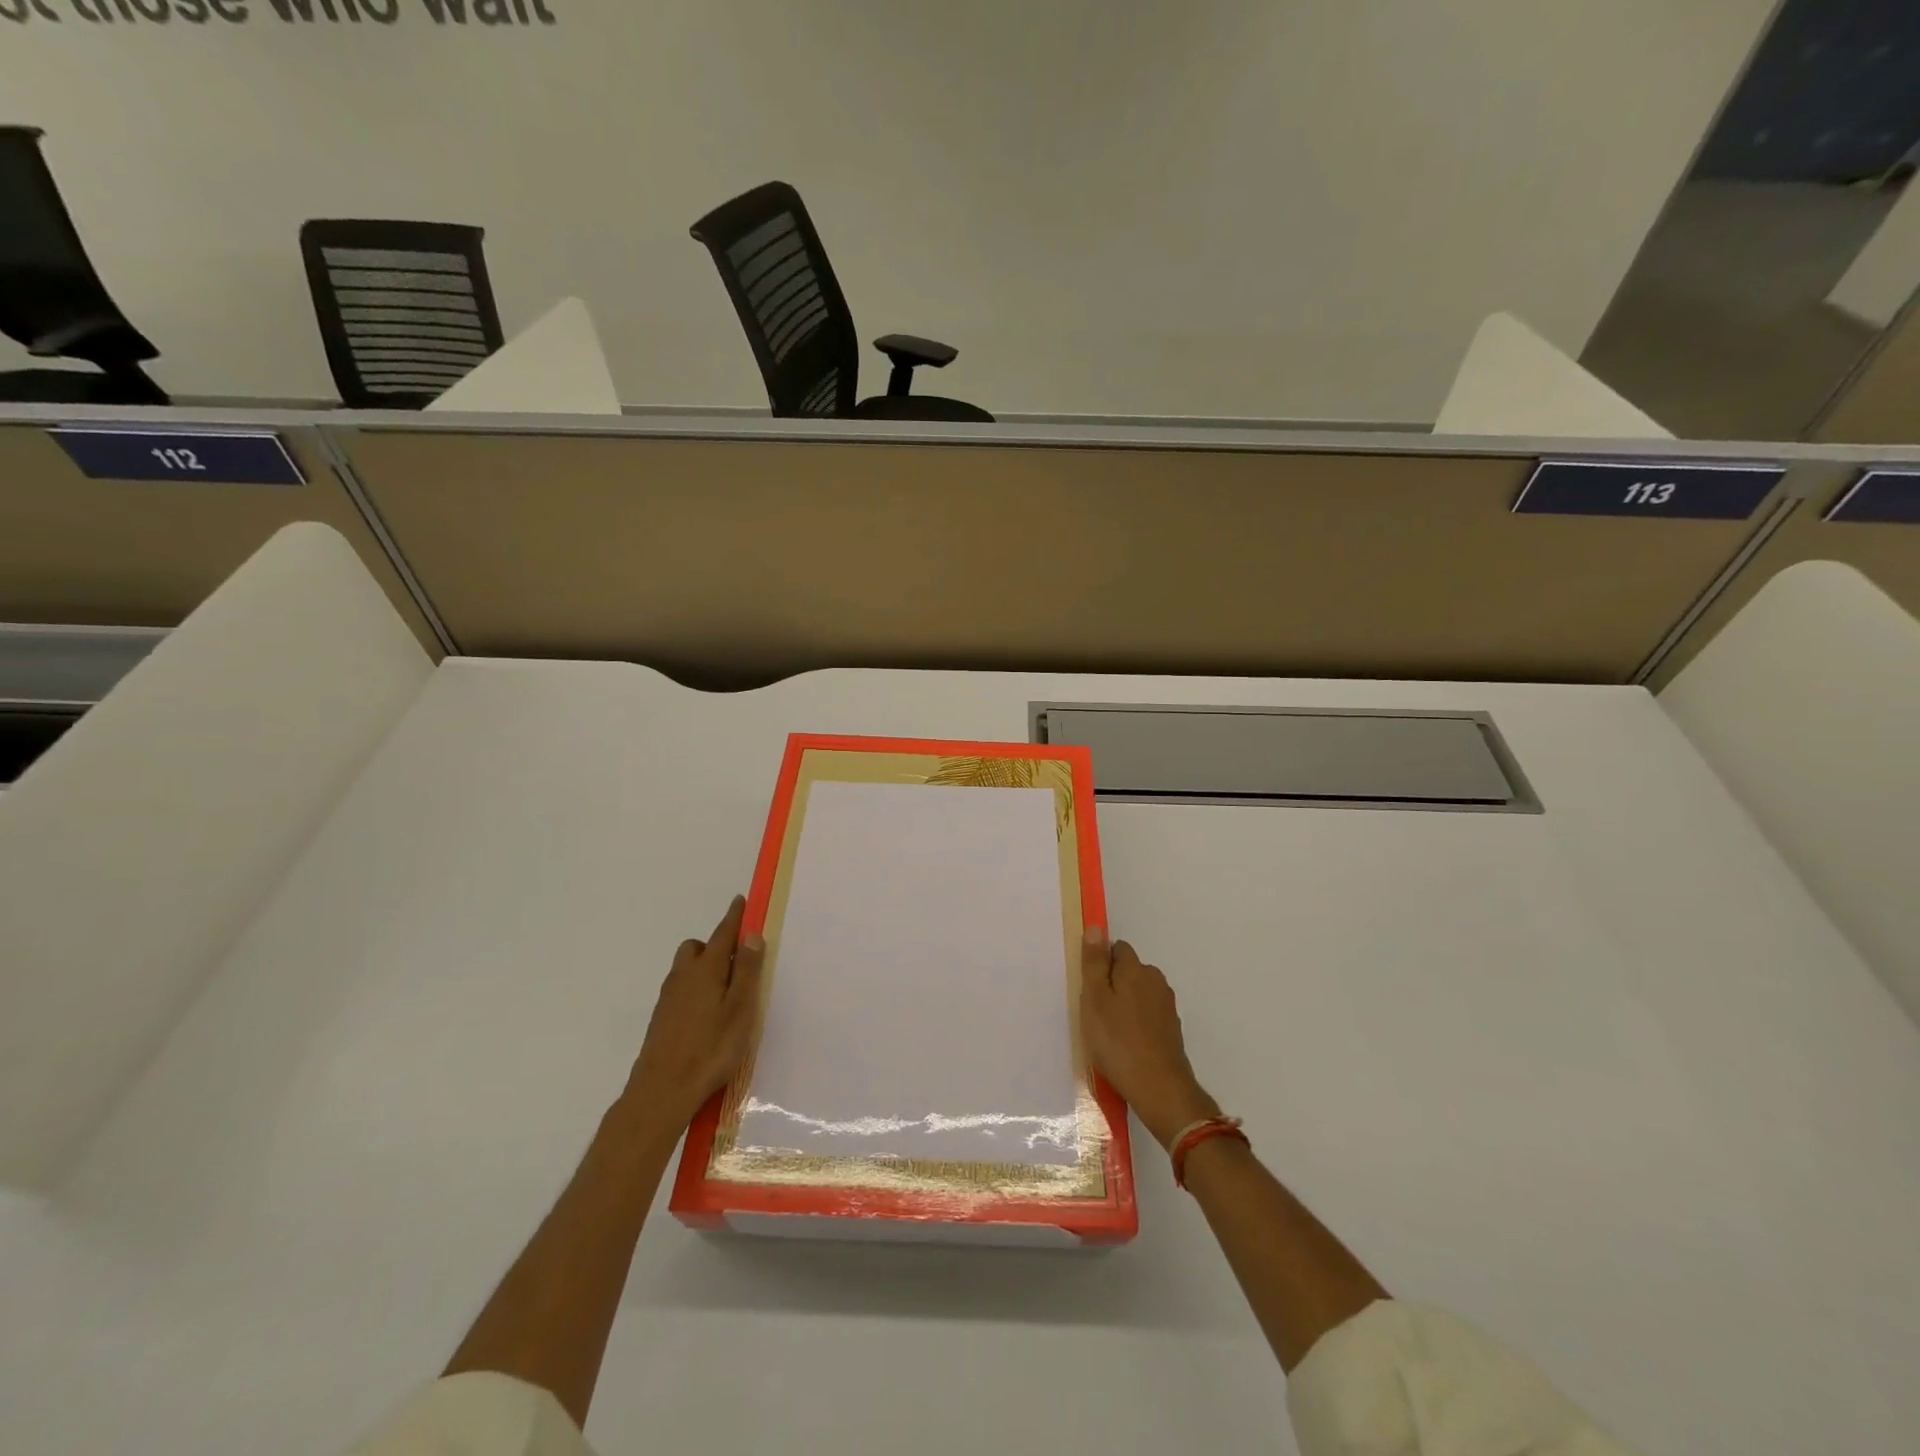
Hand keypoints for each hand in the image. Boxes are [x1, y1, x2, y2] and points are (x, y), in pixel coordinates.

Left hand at [625, 895, 765, 1133]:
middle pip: (697, 948)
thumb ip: (747, 971)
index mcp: (706, 969)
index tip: (740, 900)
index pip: (723, 933)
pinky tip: (707, 1014)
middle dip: (715, 945)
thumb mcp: (740, 1008)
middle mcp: (683, 976)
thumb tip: (751, 934)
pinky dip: (695, 989)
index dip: (734, 917)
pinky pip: (681, 989)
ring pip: (686, 969)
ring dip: (704, 968)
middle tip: (737, 961)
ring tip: (725, 991)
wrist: (661, 1091)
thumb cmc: (711, 1048)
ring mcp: (668, 998)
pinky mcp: (661, 1018)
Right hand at [1081, 930, 1220, 1149]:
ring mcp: (1167, 1006)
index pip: (1117, 948)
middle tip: (1094, 1012)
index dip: (1100, 963)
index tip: (1088, 988)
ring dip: (1124, 1005)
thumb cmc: (1118, 1041)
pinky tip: (1125, 1045)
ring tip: (1108, 1032)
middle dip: (1112, 984)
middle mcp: (1156, 981)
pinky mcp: (1171, 1029)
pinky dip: (1136, 1023)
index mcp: (1137, 969)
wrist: (1160, 1088)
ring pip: (1138, 994)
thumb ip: (1094, 963)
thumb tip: (1096, 927)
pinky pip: (1147, 1015)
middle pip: (1129, 971)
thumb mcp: (1094, 999)